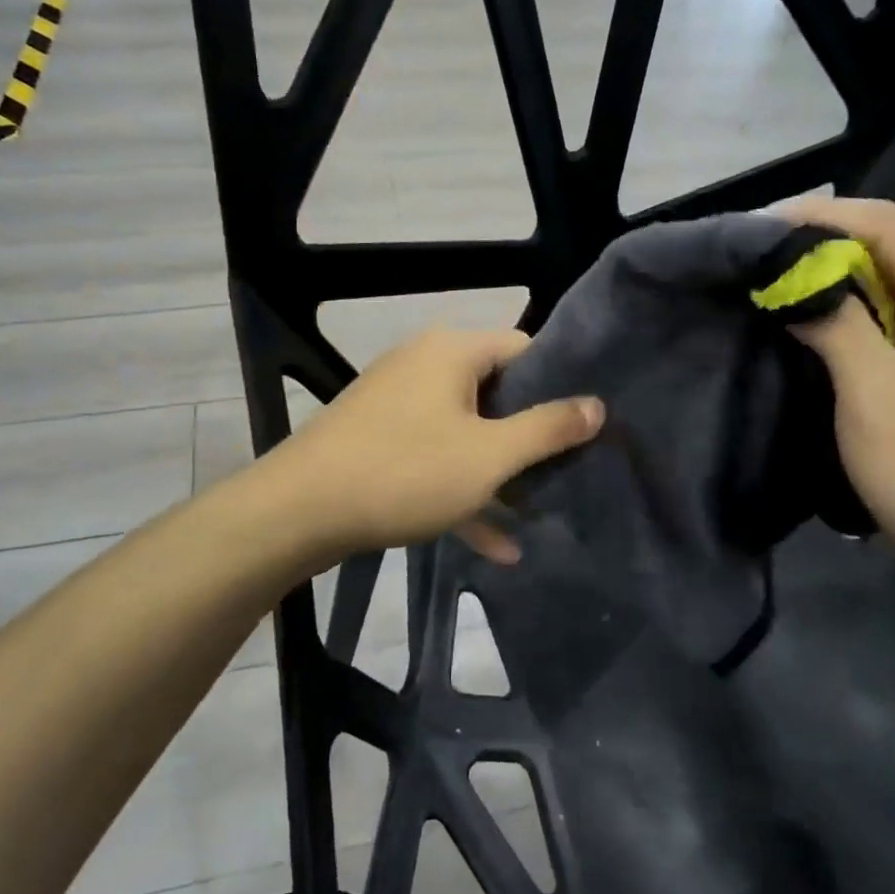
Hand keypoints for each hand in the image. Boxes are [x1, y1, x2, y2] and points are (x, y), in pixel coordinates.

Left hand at [277, 328, 604, 563]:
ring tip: (540, 511)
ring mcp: (398, 405)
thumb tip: (597, 405)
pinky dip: (463, 491)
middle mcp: (424, 366)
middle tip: (569, 470)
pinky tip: (496, 545)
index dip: (560, 383)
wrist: (297, 512)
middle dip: (532, 436)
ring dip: (500, 473)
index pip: (524, 348)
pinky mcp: (379, 441)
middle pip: (497, 393)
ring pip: (466, 433)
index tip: (587, 423)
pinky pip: (435, 459)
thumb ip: (547, 429)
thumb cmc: (404, 472)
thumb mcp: (488, 456)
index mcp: (452, 352)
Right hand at [779, 197, 894, 590]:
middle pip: (886, 253)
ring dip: (825, 284)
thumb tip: (789, 274)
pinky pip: (879, 327)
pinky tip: (797, 324)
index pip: (890, 228)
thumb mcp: (878, 398)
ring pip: (880, 291)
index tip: (756, 229)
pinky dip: (837, 319)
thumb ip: (837, 326)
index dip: (821, 218)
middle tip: (750, 258)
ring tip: (762, 285)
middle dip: (818, 249)